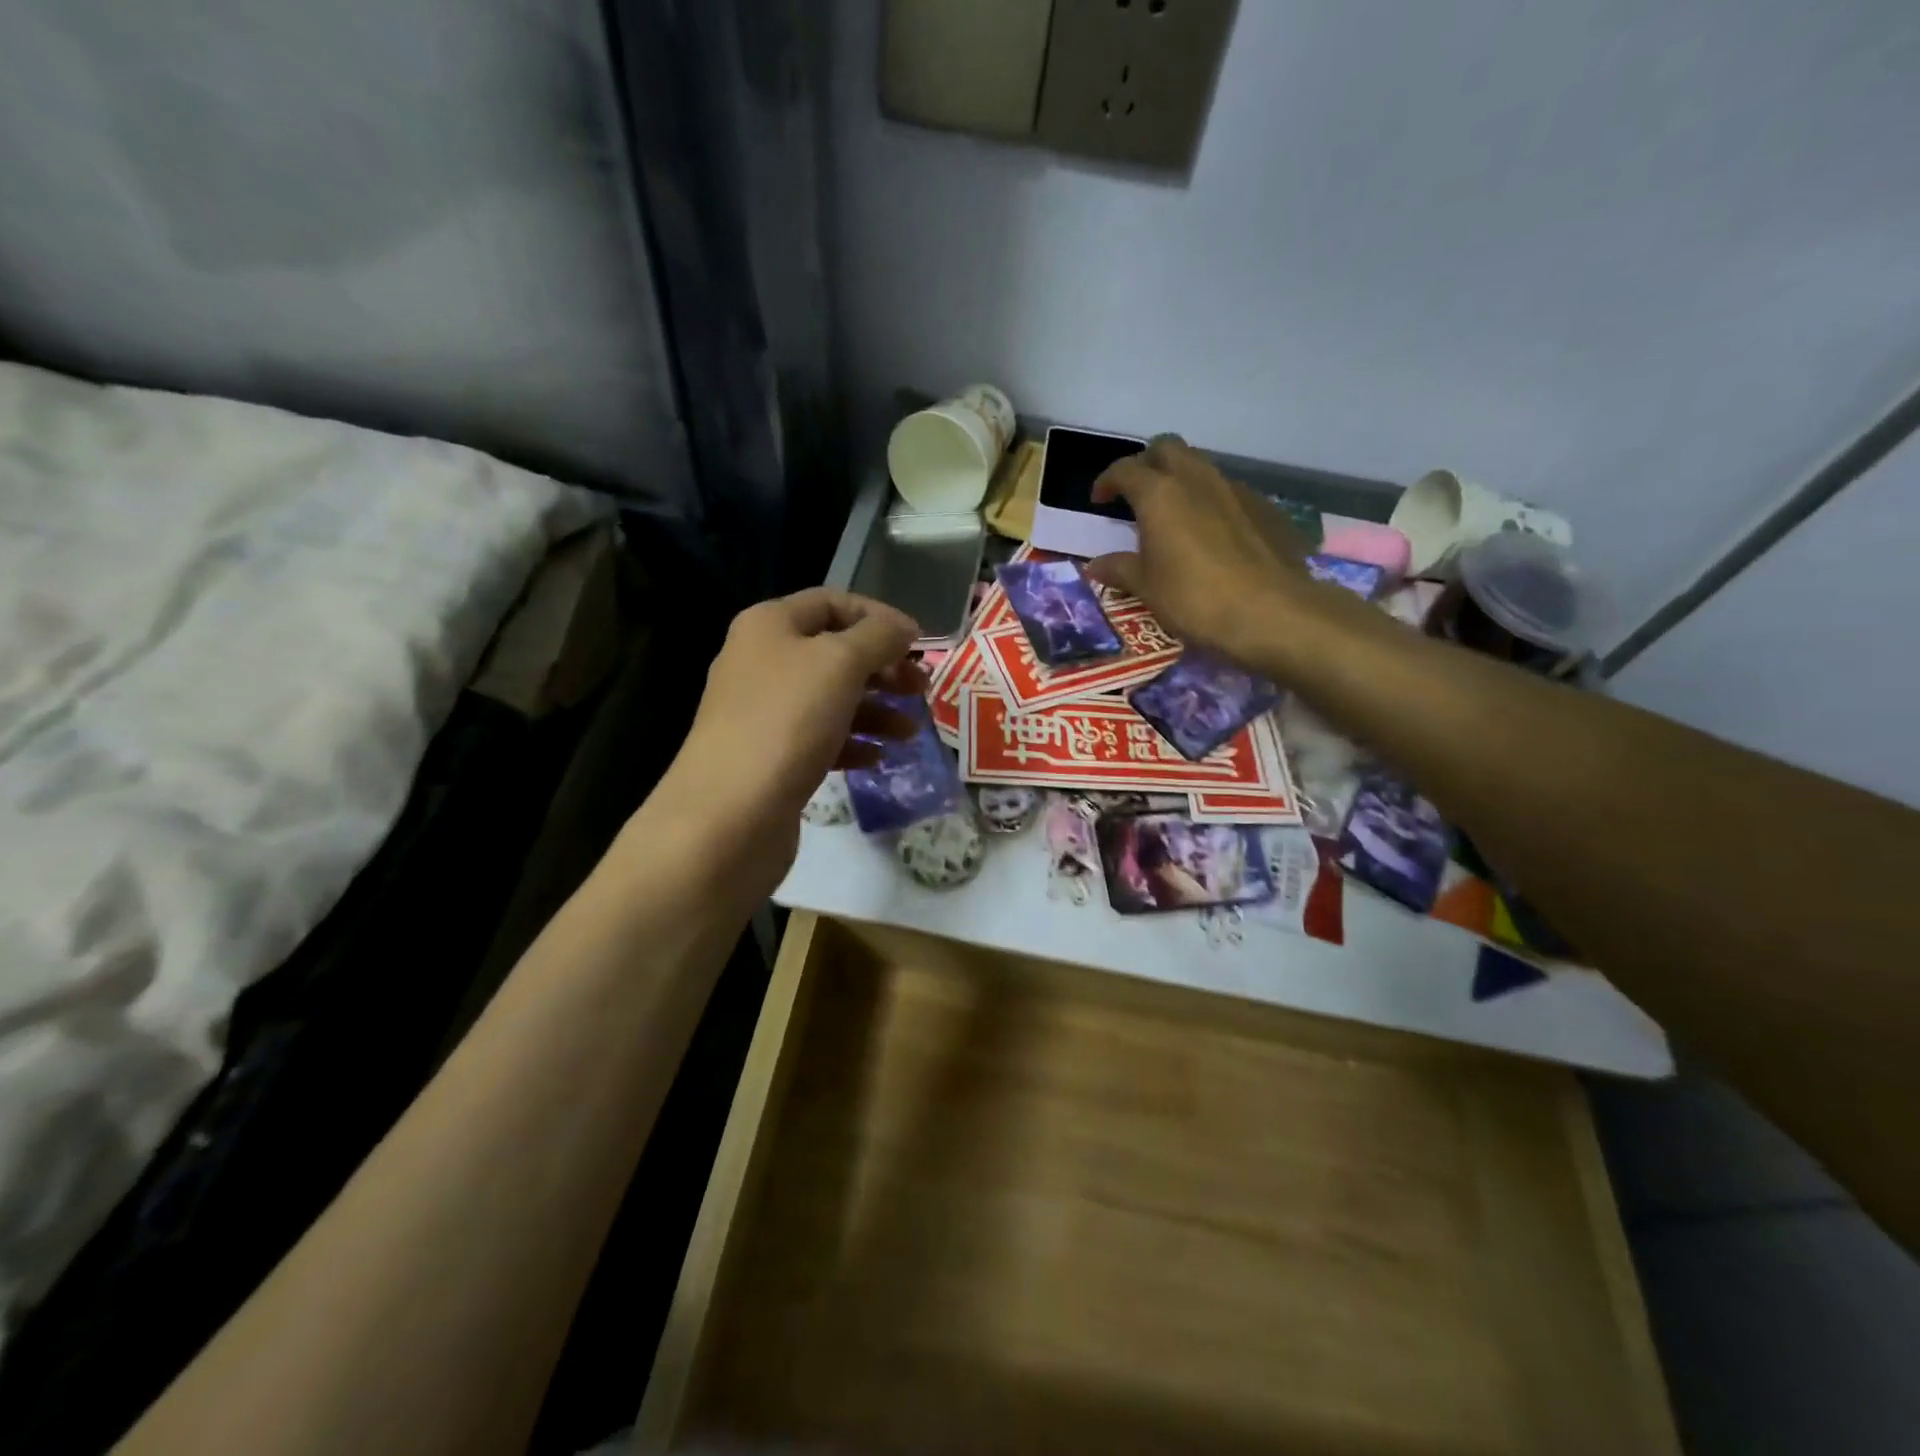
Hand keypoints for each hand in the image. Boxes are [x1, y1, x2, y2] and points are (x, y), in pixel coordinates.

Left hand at [646, 588, 925, 895]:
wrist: (730, 814)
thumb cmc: (787, 722)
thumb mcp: (841, 664)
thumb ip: (878, 637)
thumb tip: (904, 626)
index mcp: (770, 625)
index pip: (833, 603)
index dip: (879, 618)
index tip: (919, 643)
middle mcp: (761, 661)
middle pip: (835, 652)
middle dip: (883, 667)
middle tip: (921, 689)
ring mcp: (763, 712)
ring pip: (831, 698)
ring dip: (876, 709)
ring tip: (910, 732)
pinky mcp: (771, 755)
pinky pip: (820, 737)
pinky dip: (852, 742)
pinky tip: (877, 758)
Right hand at [1087, 436, 1326, 670]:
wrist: (1271, 611)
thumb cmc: (1194, 597)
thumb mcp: (1147, 588)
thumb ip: (1120, 569)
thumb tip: (1096, 565)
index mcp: (1160, 494)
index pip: (1125, 469)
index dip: (1107, 481)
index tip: (1099, 500)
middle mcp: (1197, 479)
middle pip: (1167, 448)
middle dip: (1148, 464)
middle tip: (1137, 494)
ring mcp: (1236, 490)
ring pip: (1201, 467)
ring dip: (1182, 481)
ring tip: (1175, 515)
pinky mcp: (1265, 507)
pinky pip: (1230, 493)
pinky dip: (1212, 503)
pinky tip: (1213, 536)